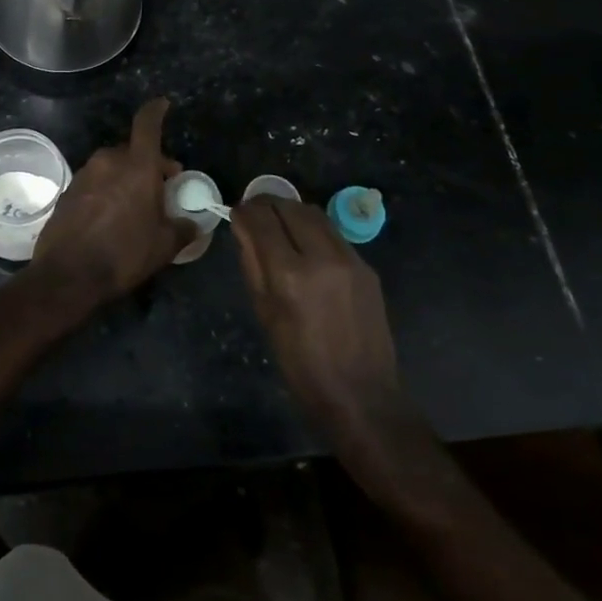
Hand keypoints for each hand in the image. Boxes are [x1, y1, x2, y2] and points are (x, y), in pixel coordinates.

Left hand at [33, 98, 196, 301]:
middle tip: (162, 185)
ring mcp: (84, 174)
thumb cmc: (124, 254)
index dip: (156, 110)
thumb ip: (182, 229)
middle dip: (148, 162)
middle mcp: (108, 161)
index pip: (147, 124)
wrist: (68, 275)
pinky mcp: (68, 191)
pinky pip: (95, 182)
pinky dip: (107, 189)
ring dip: (126, 177)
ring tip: (136, 204)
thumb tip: (192, 224)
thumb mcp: (164, 245)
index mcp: (137, 165)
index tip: (163, 104)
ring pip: (112, 166)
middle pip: (132, 149)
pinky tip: (112, 215)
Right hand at [234, 197, 402, 445]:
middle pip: (289, 207)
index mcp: (289, 275)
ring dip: (291, 212)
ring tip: (278, 224)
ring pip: (314, 214)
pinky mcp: (367, 267)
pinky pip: (333, 234)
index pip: (261, 219)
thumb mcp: (265, 314)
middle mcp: (321, 257)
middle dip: (266, 204)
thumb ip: (252, 264)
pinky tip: (306, 247)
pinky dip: (313, 230)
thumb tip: (243, 229)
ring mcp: (349, 259)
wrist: (362, 396)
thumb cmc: (301, 364)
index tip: (235, 213)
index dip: (243, 210)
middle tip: (254, 214)